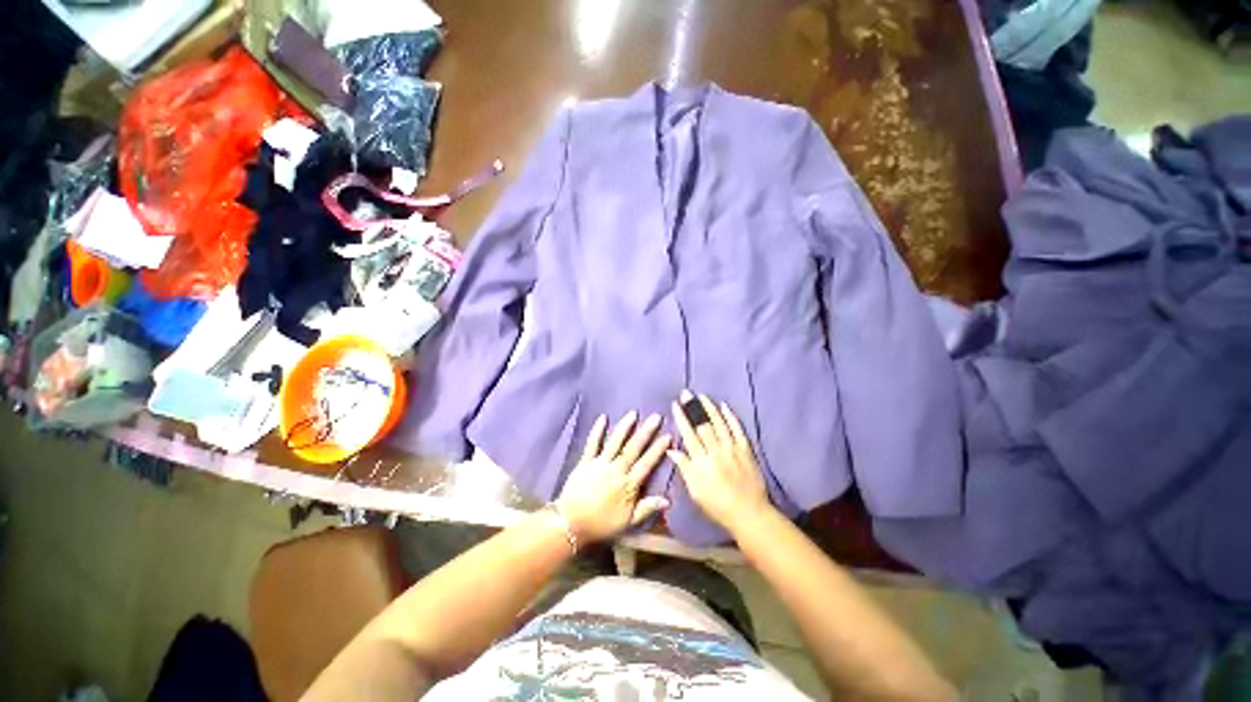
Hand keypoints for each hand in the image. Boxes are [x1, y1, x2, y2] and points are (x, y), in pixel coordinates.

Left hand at [556, 412, 671, 543]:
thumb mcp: (628, 522)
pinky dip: (597, 431)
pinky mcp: (585, 462)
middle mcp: (616, 470)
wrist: (570, 524)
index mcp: (628, 485)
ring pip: (615, 442)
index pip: (646, 464)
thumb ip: (647, 508)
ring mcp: (600, 464)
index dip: (657, 450)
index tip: (668, 436)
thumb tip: (668, 500)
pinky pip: (592, 444)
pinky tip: (603, 418)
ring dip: (624, 427)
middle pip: (633, 448)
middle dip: (646, 432)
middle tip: (656, 417)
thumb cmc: (601, 524)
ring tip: (633, 413)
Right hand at [668, 390, 770, 533]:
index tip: (676, 405)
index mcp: (701, 461)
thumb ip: (684, 468)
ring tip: (702, 396)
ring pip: (719, 423)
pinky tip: (725, 406)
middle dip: (693, 407)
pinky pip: (738, 429)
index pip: (688, 434)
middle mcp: (715, 451)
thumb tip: (671, 449)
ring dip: (710, 408)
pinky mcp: (746, 449)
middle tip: (686, 393)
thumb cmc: (717, 505)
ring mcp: (732, 448)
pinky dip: (731, 417)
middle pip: (702, 425)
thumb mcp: (695, 491)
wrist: (749, 513)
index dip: (682, 418)